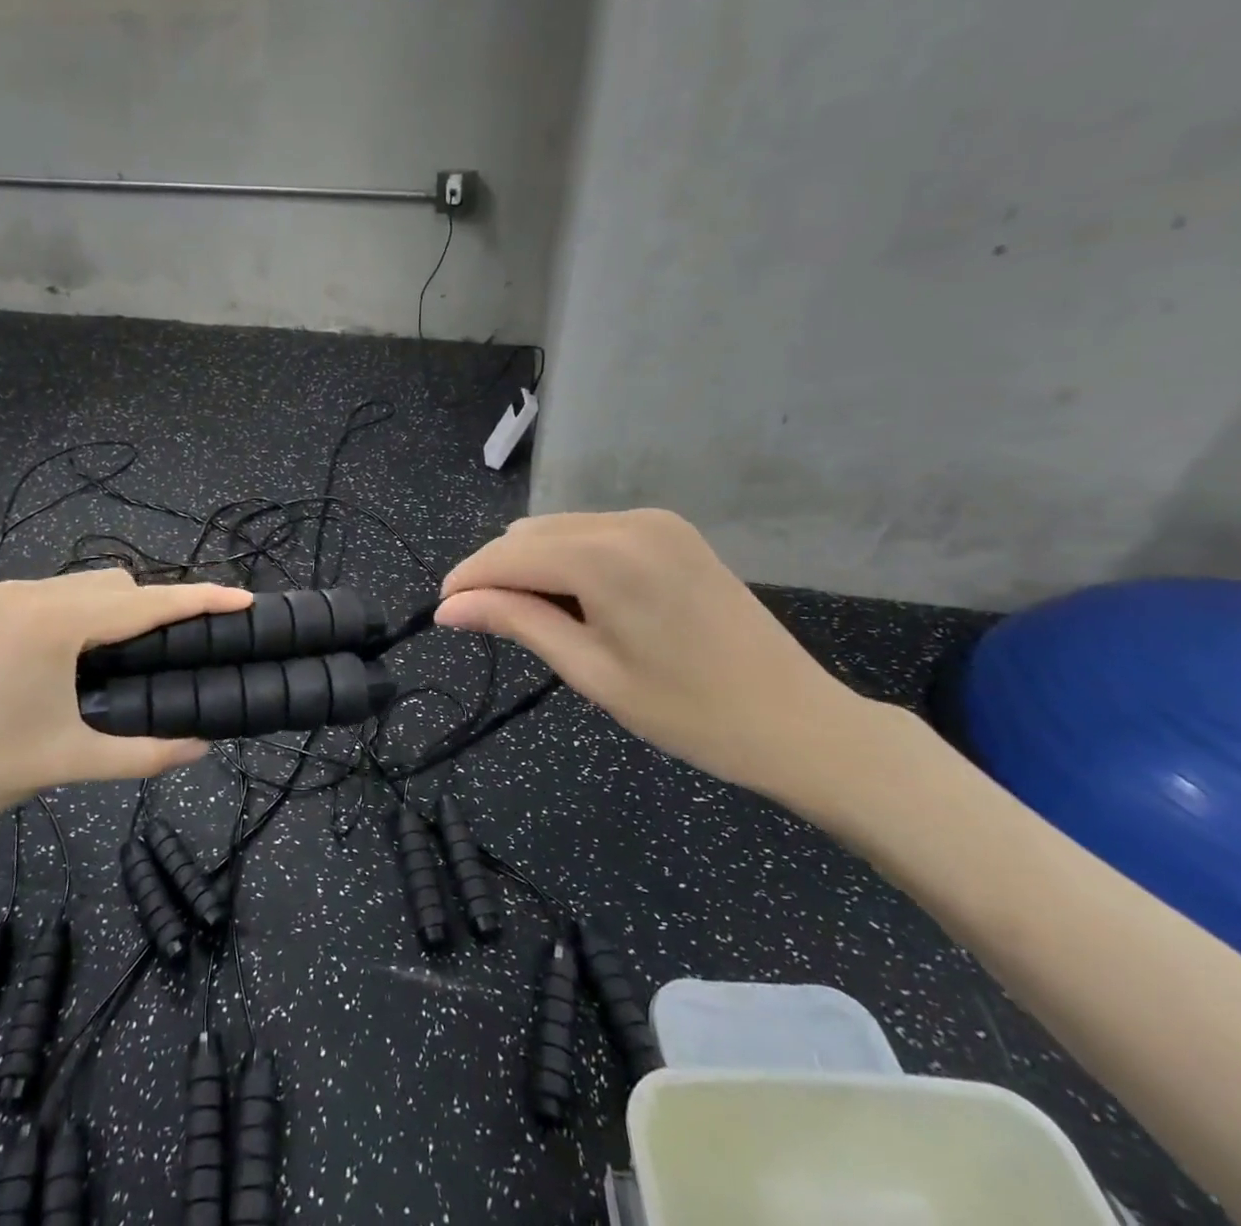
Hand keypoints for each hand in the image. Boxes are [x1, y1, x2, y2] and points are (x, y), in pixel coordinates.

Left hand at [0, 571, 252, 850]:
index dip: (200, 599)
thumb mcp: (67, 762)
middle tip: (185, 651)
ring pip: (87, 586)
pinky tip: (87, 655)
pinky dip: (88, 614)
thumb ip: (145, 752)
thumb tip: (202, 745)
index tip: (245, 599)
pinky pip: (58, 596)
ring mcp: (4, 598)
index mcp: (55, 623)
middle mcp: (31, 594)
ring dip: (122, 610)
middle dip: (160, 606)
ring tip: (137, 659)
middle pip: (119, 584)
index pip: (146, 602)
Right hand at [436, 511, 881, 814]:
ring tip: (544, 621)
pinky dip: (570, 560)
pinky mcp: (671, 530)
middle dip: (499, 575)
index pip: (507, 555)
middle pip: (528, 535)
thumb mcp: (590, 670)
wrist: (798, 721)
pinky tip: (583, 601)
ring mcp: (654, 520)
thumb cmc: (688, 712)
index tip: (442, 613)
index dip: (467, 581)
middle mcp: (627, 520)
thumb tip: (448, 608)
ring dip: (534, 567)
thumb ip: (515, 622)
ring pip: (558, 530)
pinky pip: (593, 532)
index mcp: (605, 556)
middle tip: (497, 629)